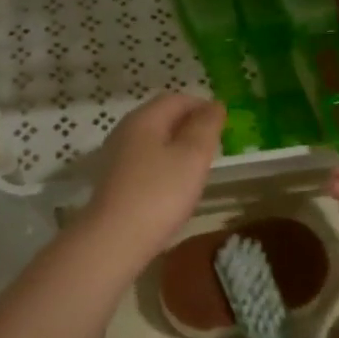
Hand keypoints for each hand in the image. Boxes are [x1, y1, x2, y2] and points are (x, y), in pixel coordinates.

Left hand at [82, 94, 224, 261]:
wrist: (114, 239)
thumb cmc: (159, 193)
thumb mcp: (192, 156)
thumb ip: (206, 127)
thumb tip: (215, 104)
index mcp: (144, 118)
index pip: (176, 99)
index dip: (202, 106)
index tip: (224, 124)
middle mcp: (125, 131)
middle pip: (162, 117)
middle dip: (190, 125)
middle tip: (214, 145)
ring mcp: (116, 156)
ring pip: (153, 140)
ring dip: (177, 146)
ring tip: (198, 166)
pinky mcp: (114, 180)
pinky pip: (145, 161)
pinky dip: (164, 165)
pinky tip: (174, 186)